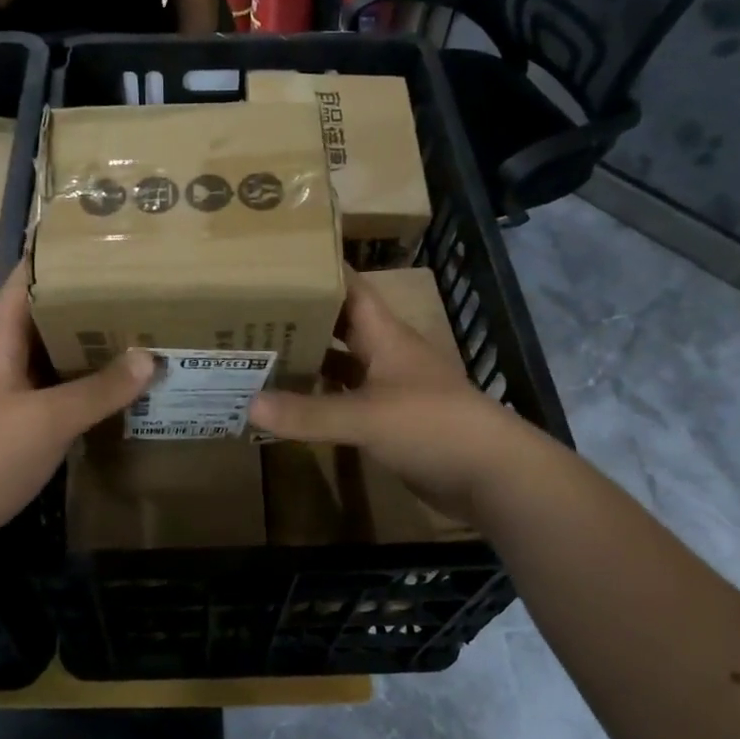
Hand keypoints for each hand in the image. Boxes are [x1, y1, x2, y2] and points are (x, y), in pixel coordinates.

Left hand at [0, 261, 153, 542]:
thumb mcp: (48, 420)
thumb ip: (98, 389)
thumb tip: (148, 357)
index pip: (23, 284)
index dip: (52, 258)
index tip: (93, 242)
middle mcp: (0, 361)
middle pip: (42, 318)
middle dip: (83, 303)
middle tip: (133, 290)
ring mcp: (3, 394)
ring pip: (49, 357)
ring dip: (84, 346)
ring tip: (131, 332)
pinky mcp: (11, 425)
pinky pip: (51, 392)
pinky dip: (79, 385)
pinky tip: (110, 390)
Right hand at [248, 269, 520, 524]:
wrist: (490, 476)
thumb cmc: (433, 426)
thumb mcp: (367, 416)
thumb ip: (309, 413)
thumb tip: (249, 404)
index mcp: (385, 336)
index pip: (351, 289)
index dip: (319, 272)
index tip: (276, 263)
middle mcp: (386, 355)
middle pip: (339, 326)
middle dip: (301, 319)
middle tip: (250, 314)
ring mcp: (389, 389)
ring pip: (341, 366)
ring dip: (308, 361)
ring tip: (259, 356)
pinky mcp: (389, 421)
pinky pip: (346, 402)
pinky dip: (320, 401)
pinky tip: (289, 406)